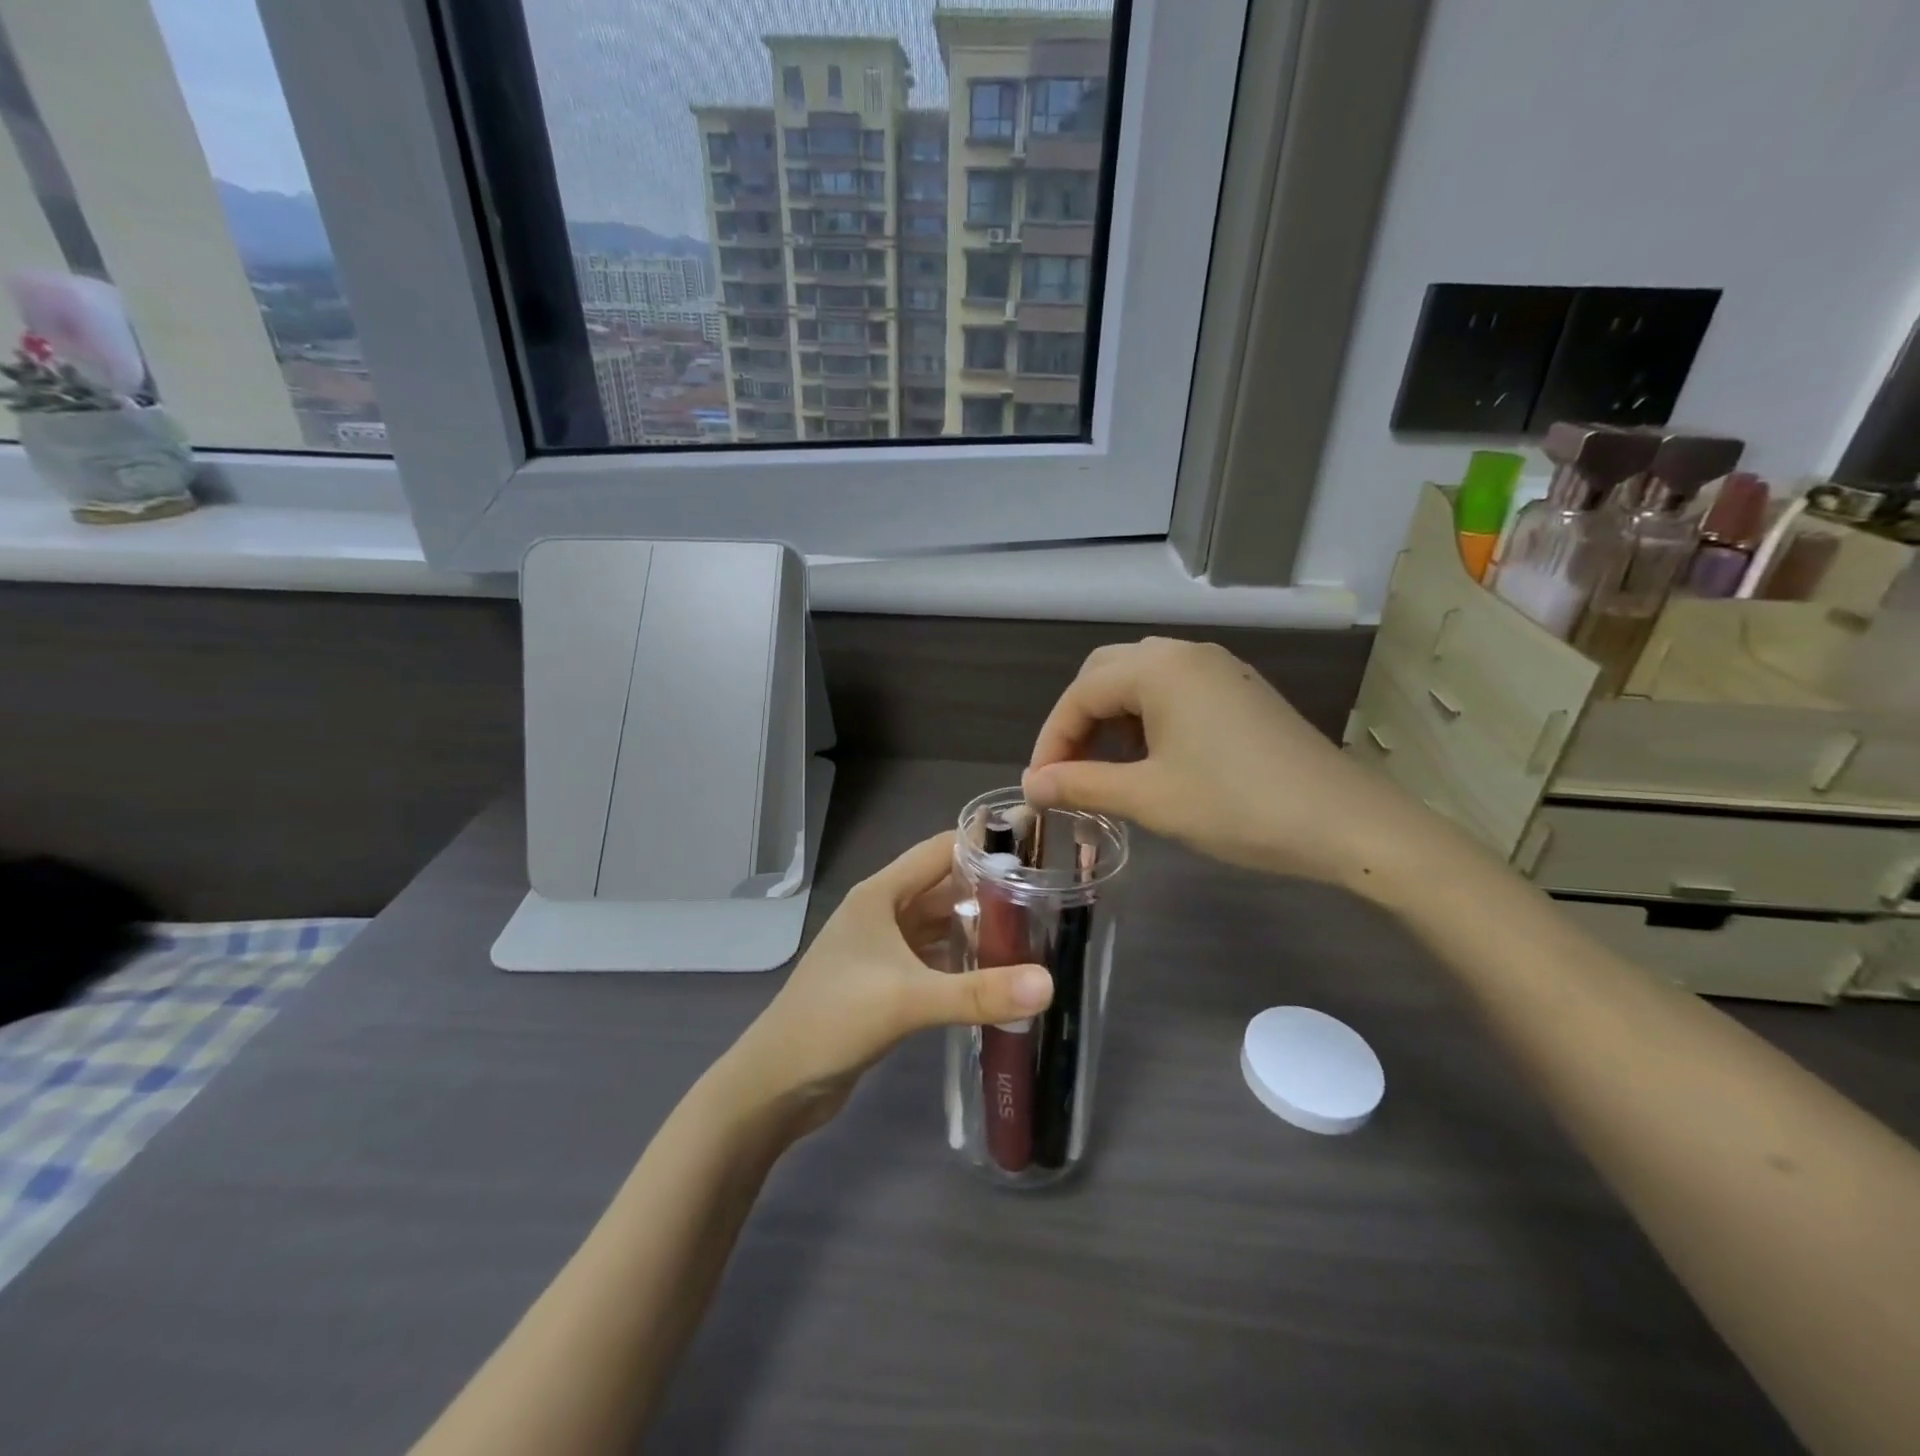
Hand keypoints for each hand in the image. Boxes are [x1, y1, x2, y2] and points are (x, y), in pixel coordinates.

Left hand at [723, 832, 1052, 1131]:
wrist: (777, 1082)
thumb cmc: (834, 1020)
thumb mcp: (907, 999)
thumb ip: (978, 992)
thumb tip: (1049, 984)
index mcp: (880, 895)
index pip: (940, 851)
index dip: (984, 844)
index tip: (1036, 845)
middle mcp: (882, 912)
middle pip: (944, 888)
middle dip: (990, 890)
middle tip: (1048, 895)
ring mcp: (881, 948)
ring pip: (939, 925)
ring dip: (977, 927)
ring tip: (1034, 931)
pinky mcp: (884, 982)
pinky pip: (932, 958)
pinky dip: (962, 960)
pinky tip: (997, 972)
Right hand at [1022, 638, 1435, 887]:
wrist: (1344, 822)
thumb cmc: (1236, 805)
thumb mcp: (1149, 798)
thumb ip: (1082, 784)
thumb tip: (1032, 785)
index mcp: (1159, 669)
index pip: (1081, 694)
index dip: (1052, 740)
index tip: (1040, 787)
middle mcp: (1186, 654)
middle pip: (1106, 674)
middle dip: (1078, 721)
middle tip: (1068, 771)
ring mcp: (1219, 669)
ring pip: (1141, 680)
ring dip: (1112, 719)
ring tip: (1105, 768)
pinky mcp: (1240, 691)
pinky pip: (1175, 691)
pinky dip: (1147, 718)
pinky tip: (1152, 759)